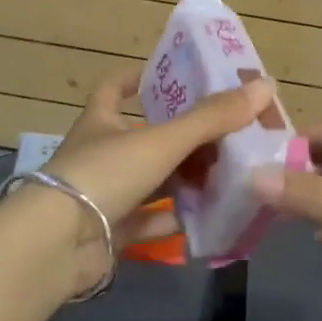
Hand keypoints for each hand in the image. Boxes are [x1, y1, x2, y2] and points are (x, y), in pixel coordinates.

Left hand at [41, 67, 272, 283]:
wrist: (56, 246)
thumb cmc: (103, 175)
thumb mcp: (161, 141)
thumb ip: (211, 118)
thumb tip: (264, 86)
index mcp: (101, 122)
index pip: (115, 87)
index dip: (139, 76)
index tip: (171, 74)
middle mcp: (100, 154)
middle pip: (145, 138)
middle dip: (183, 136)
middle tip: (226, 132)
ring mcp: (104, 195)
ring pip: (152, 181)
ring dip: (185, 179)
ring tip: (228, 174)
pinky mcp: (111, 232)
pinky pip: (150, 222)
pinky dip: (176, 219)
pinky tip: (209, 217)